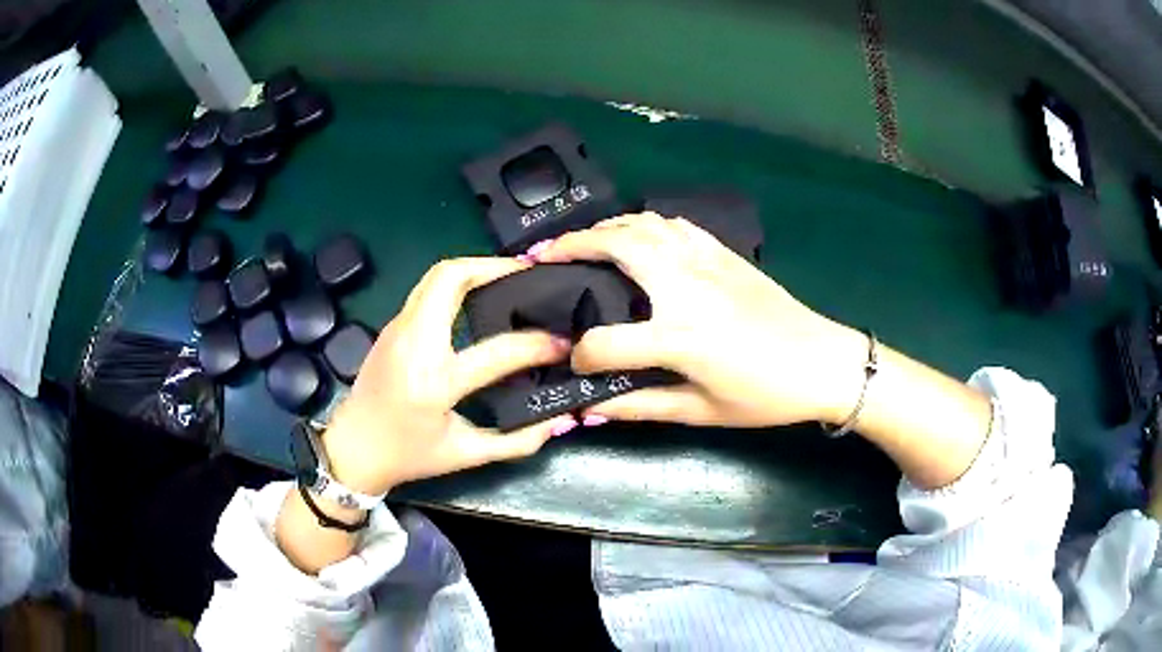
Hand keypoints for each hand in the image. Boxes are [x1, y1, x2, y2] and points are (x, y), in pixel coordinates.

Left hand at [321, 258, 578, 496]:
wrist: (352, 449)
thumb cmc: (408, 456)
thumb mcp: (466, 455)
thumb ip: (516, 440)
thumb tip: (559, 419)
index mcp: (433, 382)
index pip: (497, 351)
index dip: (538, 345)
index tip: (563, 344)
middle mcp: (413, 344)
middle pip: (451, 277)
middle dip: (494, 266)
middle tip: (528, 275)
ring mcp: (398, 328)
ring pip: (437, 276)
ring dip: (475, 269)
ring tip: (509, 279)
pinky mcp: (393, 326)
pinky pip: (428, 290)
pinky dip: (458, 284)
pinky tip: (480, 298)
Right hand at [532, 212, 867, 427]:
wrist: (822, 362)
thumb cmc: (764, 396)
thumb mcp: (702, 411)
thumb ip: (641, 407)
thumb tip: (590, 408)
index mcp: (679, 335)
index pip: (605, 342)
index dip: (581, 356)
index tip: (575, 364)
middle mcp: (685, 286)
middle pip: (615, 246)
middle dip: (571, 246)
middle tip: (542, 255)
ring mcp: (705, 261)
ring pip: (643, 224)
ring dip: (604, 227)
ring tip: (580, 241)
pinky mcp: (722, 252)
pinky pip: (673, 224)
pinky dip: (643, 222)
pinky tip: (635, 234)